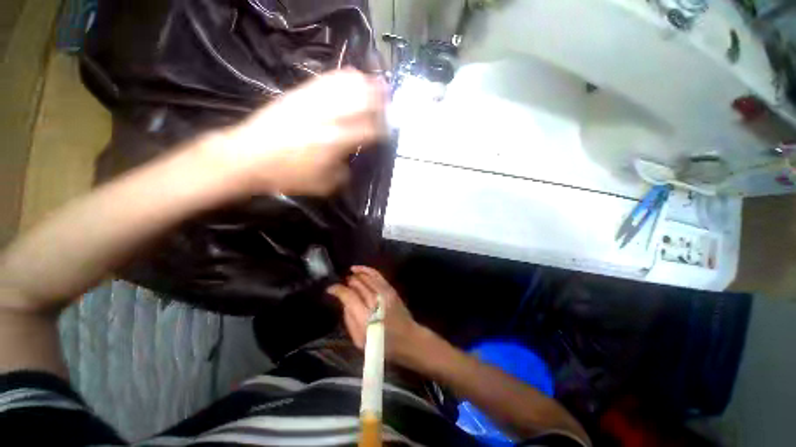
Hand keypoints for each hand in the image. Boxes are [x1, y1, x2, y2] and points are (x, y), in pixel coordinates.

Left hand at [216, 69, 386, 195]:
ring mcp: (315, 101)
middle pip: (364, 100)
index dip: (384, 128)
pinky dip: (344, 77)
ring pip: (348, 84)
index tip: (388, 129)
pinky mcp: (301, 93)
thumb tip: (352, 161)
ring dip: (366, 85)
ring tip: (376, 87)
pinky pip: (328, 78)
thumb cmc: (289, 174)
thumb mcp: (324, 184)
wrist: (249, 156)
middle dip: (380, 101)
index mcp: (338, 141)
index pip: (371, 129)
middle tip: (388, 103)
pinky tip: (352, 79)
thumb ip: (345, 172)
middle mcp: (330, 117)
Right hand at [327, 266, 424, 366]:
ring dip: (356, 274)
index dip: (337, 290)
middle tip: (341, 284)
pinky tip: (359, 269)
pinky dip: (367, 270)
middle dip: (347, 282)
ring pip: (366, 277)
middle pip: (357, 284)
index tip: (330, 289)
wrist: (407, 338)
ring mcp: (384, 293)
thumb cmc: (381, 344)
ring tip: (349, 274)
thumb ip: (349, 319)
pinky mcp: (391, 289)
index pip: (348, 296)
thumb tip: (344, 302)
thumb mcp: (359, 340)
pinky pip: (377, 275)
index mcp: (365, 316)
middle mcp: (375, 301)